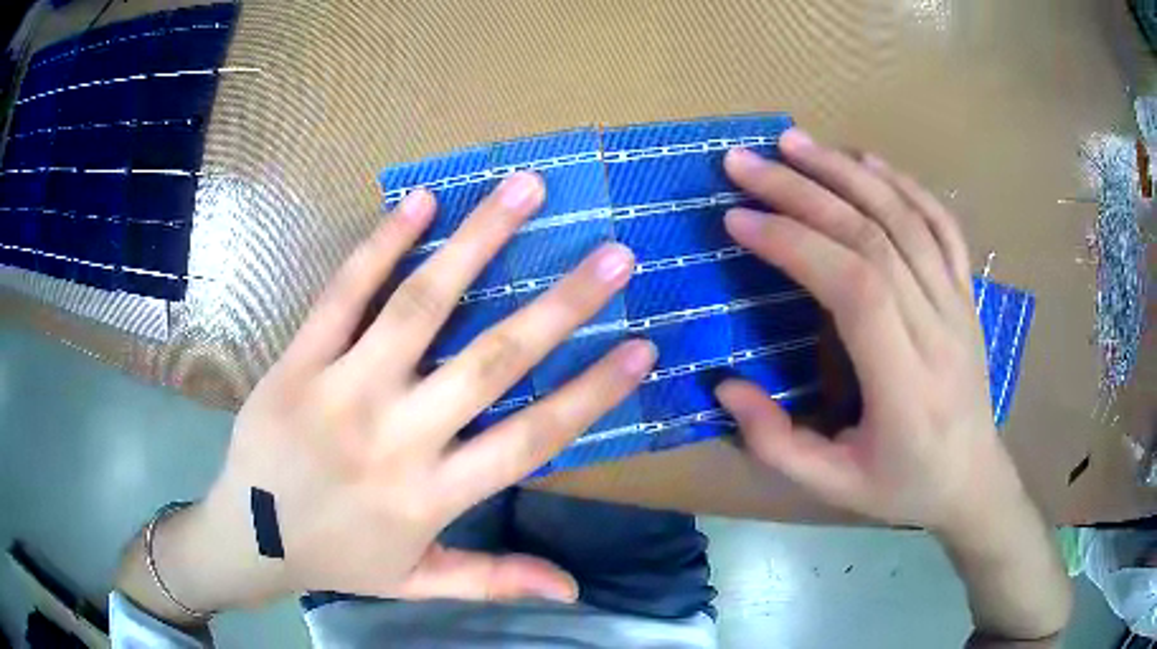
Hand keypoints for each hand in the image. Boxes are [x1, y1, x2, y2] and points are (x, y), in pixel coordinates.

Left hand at [129, 172, 655, 618]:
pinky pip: (344, 294)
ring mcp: (343, 389)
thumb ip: (494, 579)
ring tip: (524, 190)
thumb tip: (572, 589)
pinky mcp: (300, 361)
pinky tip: (421, 202)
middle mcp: (397, 435)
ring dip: (477, 243)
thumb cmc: (337, 558)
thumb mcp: (418, 580)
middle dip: (562, 304)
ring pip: (419, 306)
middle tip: (613, 253)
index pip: (531, 438)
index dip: (593, 393)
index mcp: (433, 494)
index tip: (643, 347)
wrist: (248, 536)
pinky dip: (383, 244)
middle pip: (492, 360)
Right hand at [715, 130, 1071, 644]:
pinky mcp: (967, 292)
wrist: (973, 479)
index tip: (739, 219)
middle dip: (804, 192)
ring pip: (905, 219)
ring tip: (793, 142)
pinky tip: (867, 161)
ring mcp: (959, 304)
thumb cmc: (903, 487)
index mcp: (906, 386)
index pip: (855, 289)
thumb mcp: (833, 488)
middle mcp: (939, 332)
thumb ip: (776, 443)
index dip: (796, 245)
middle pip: (874, 238)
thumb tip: (724, 384)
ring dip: (845, 173)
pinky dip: (904, 184)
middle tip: (746, 163)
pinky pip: (940, 225)